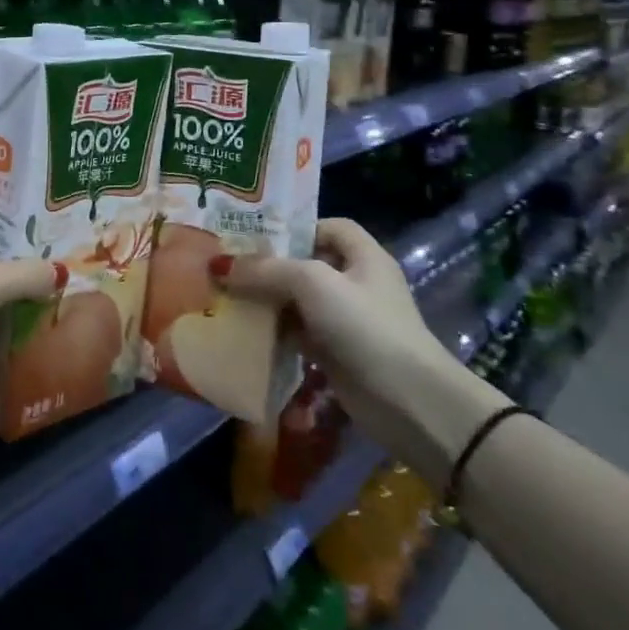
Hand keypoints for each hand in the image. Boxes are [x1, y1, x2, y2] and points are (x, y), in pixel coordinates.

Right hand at [212, 218, 505, 483]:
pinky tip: (243, 332)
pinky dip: (274, 333)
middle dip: (269, 266)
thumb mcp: (314, 284)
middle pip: (306, 264)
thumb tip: (220, 264)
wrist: (408, 403)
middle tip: (226, 266)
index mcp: (363, 256)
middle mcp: (355, 283)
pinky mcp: (336, 353)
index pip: (328, 226)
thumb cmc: (365, 327)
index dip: (295, 228)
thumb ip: (267, 269)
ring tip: (224, 296)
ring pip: (297, 301)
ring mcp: (346, 320)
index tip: (255, 235)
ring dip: (266, 301)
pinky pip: (297, 334)